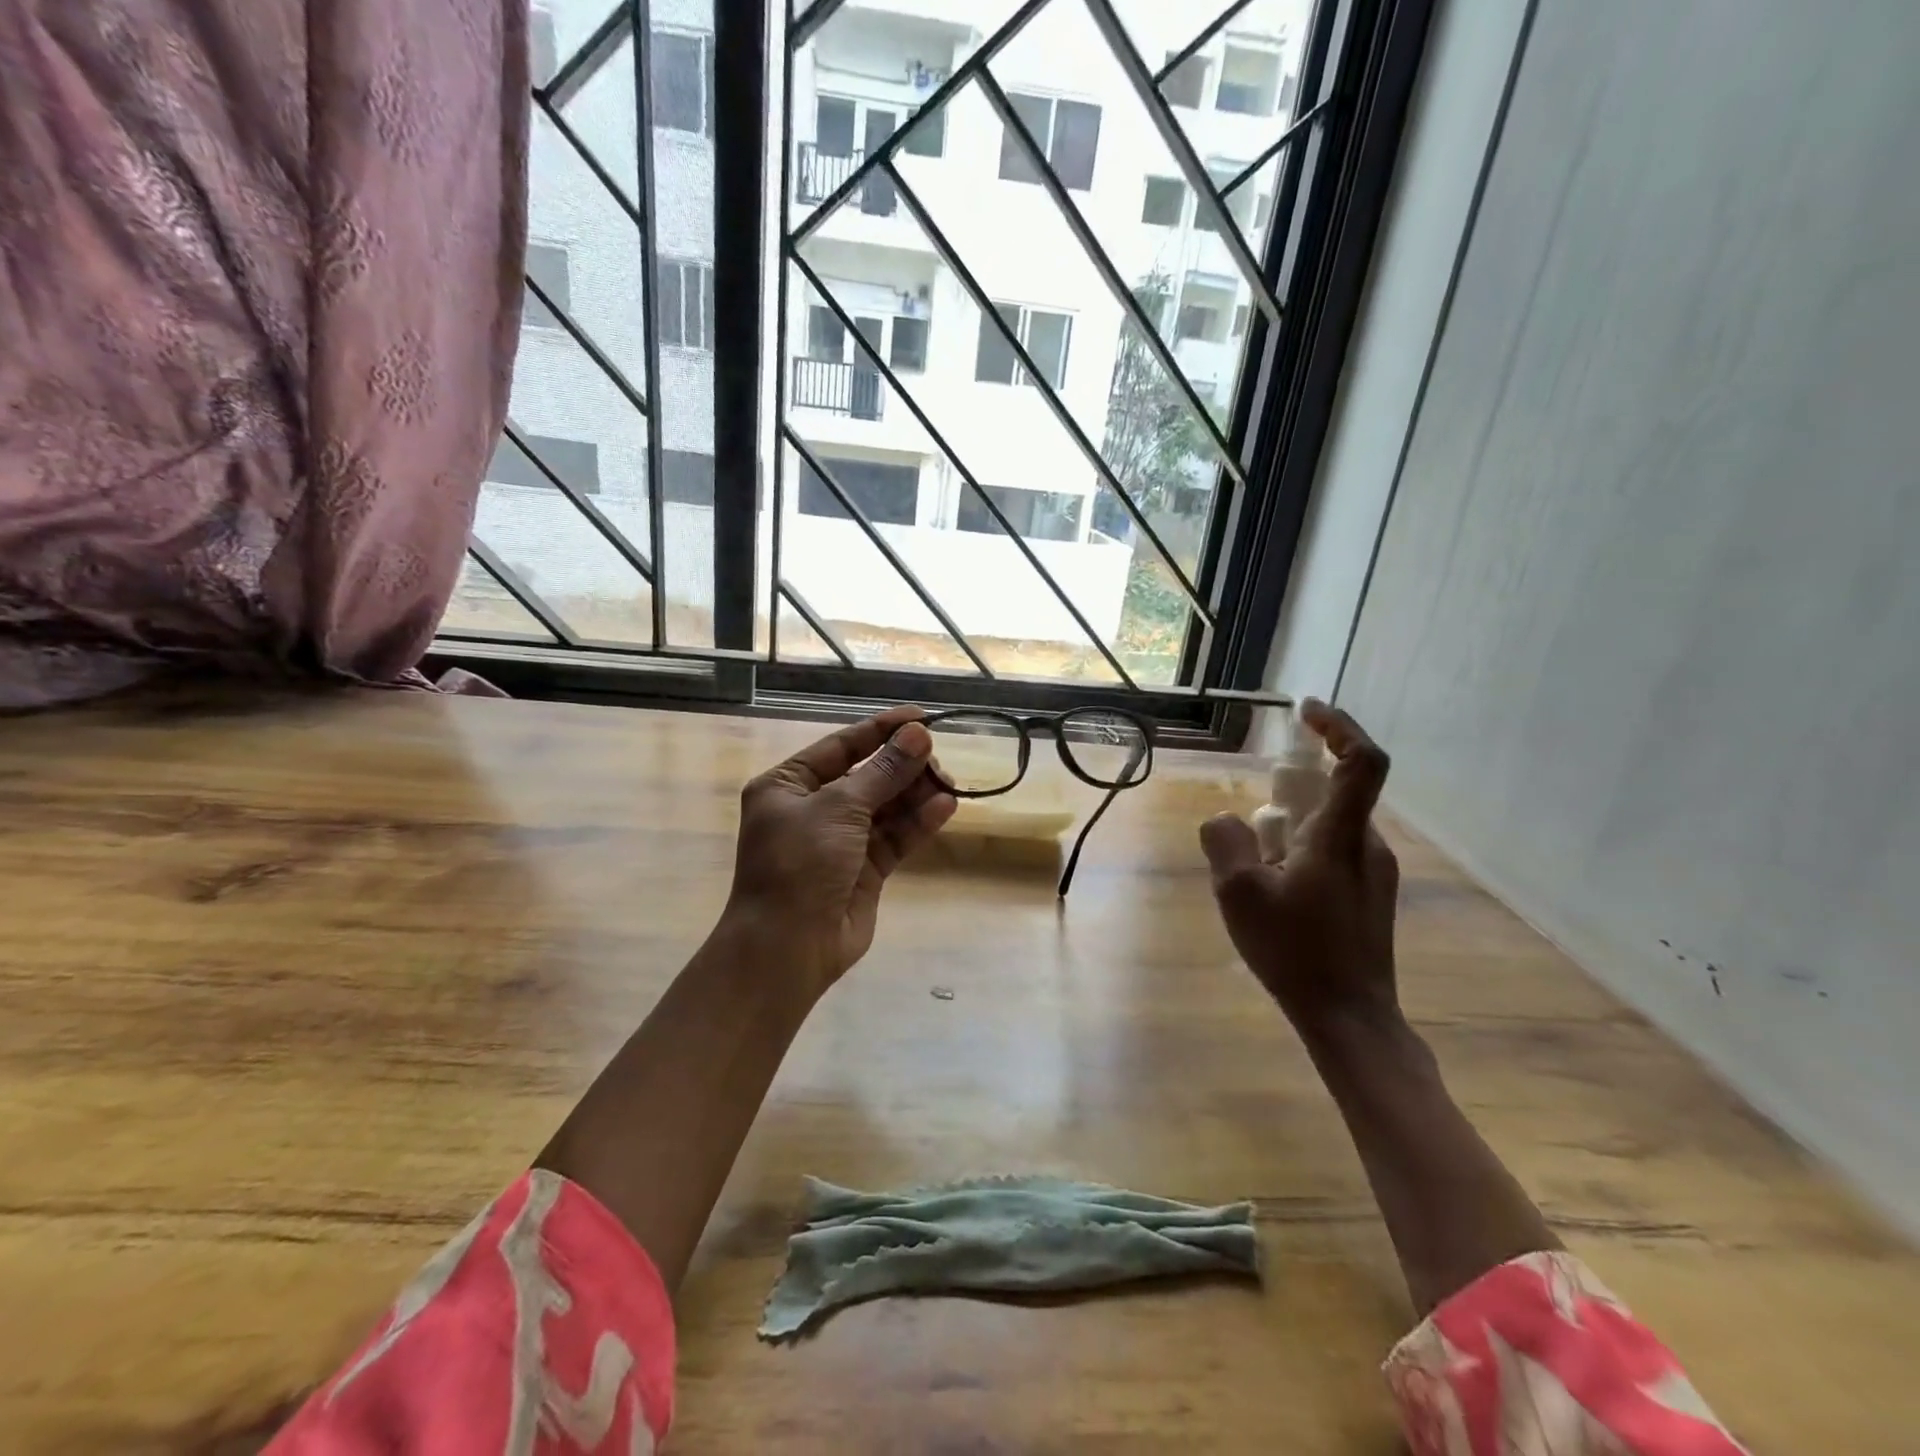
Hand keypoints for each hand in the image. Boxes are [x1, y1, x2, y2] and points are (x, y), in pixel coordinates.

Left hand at [725, 705, 956, 996]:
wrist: (788, 948)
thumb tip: (918, 735)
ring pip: (885, 806)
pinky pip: (895, 837)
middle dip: (902, 765)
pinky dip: (918, 822)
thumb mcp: (838, 808)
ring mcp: (840, 841)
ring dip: (915, 793)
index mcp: (788, 785)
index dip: (881, 730)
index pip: (841, 746)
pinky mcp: (865, 870)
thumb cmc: (800, 865)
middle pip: (867, 775)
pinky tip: (945, 807)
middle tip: (937, 758)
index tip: (922, 718)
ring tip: (947, 783)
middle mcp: (813, 809)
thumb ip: (883, 771)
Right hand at [1199, 699, 1399, 1038]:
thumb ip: (1225, 842)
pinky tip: (1278, 898)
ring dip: (1290, 833)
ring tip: (1258, 878)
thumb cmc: (1296, 951)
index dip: (1339, 726)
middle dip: (1288, 797)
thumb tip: (1226, 820)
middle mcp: (1368, 844)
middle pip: (1333, 794)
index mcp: (1341, 836)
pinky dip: (1301, 855)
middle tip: (1252, 834)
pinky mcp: (1371, 896)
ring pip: (1328, 828)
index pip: (1360, 761)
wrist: (1350, 1017)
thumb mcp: (1239, 894)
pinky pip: (1333, 854)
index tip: (1306, 711)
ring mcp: (1375, 872)